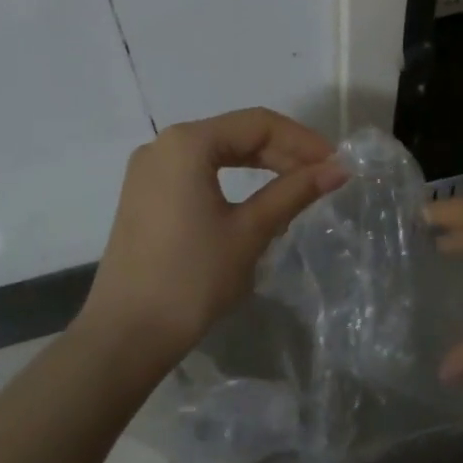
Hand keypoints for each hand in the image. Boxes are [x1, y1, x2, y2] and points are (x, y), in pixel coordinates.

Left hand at [80, 108, 346, 368]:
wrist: (124, 338)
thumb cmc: (191, 279)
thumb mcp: (250, 232)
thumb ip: (294, 192)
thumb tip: (339, 169)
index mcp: (188, 143)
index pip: (258, 124)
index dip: (303, 140)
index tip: (336, 162)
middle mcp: (163, 144)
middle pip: (237, 134)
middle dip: (284, 152)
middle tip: (324, 174)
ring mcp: (150, 170)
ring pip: (219, 152)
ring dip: (262, 165)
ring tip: (299, 185)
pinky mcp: (146, 195)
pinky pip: (199, 171)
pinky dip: (234, 179)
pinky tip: (260, 199)